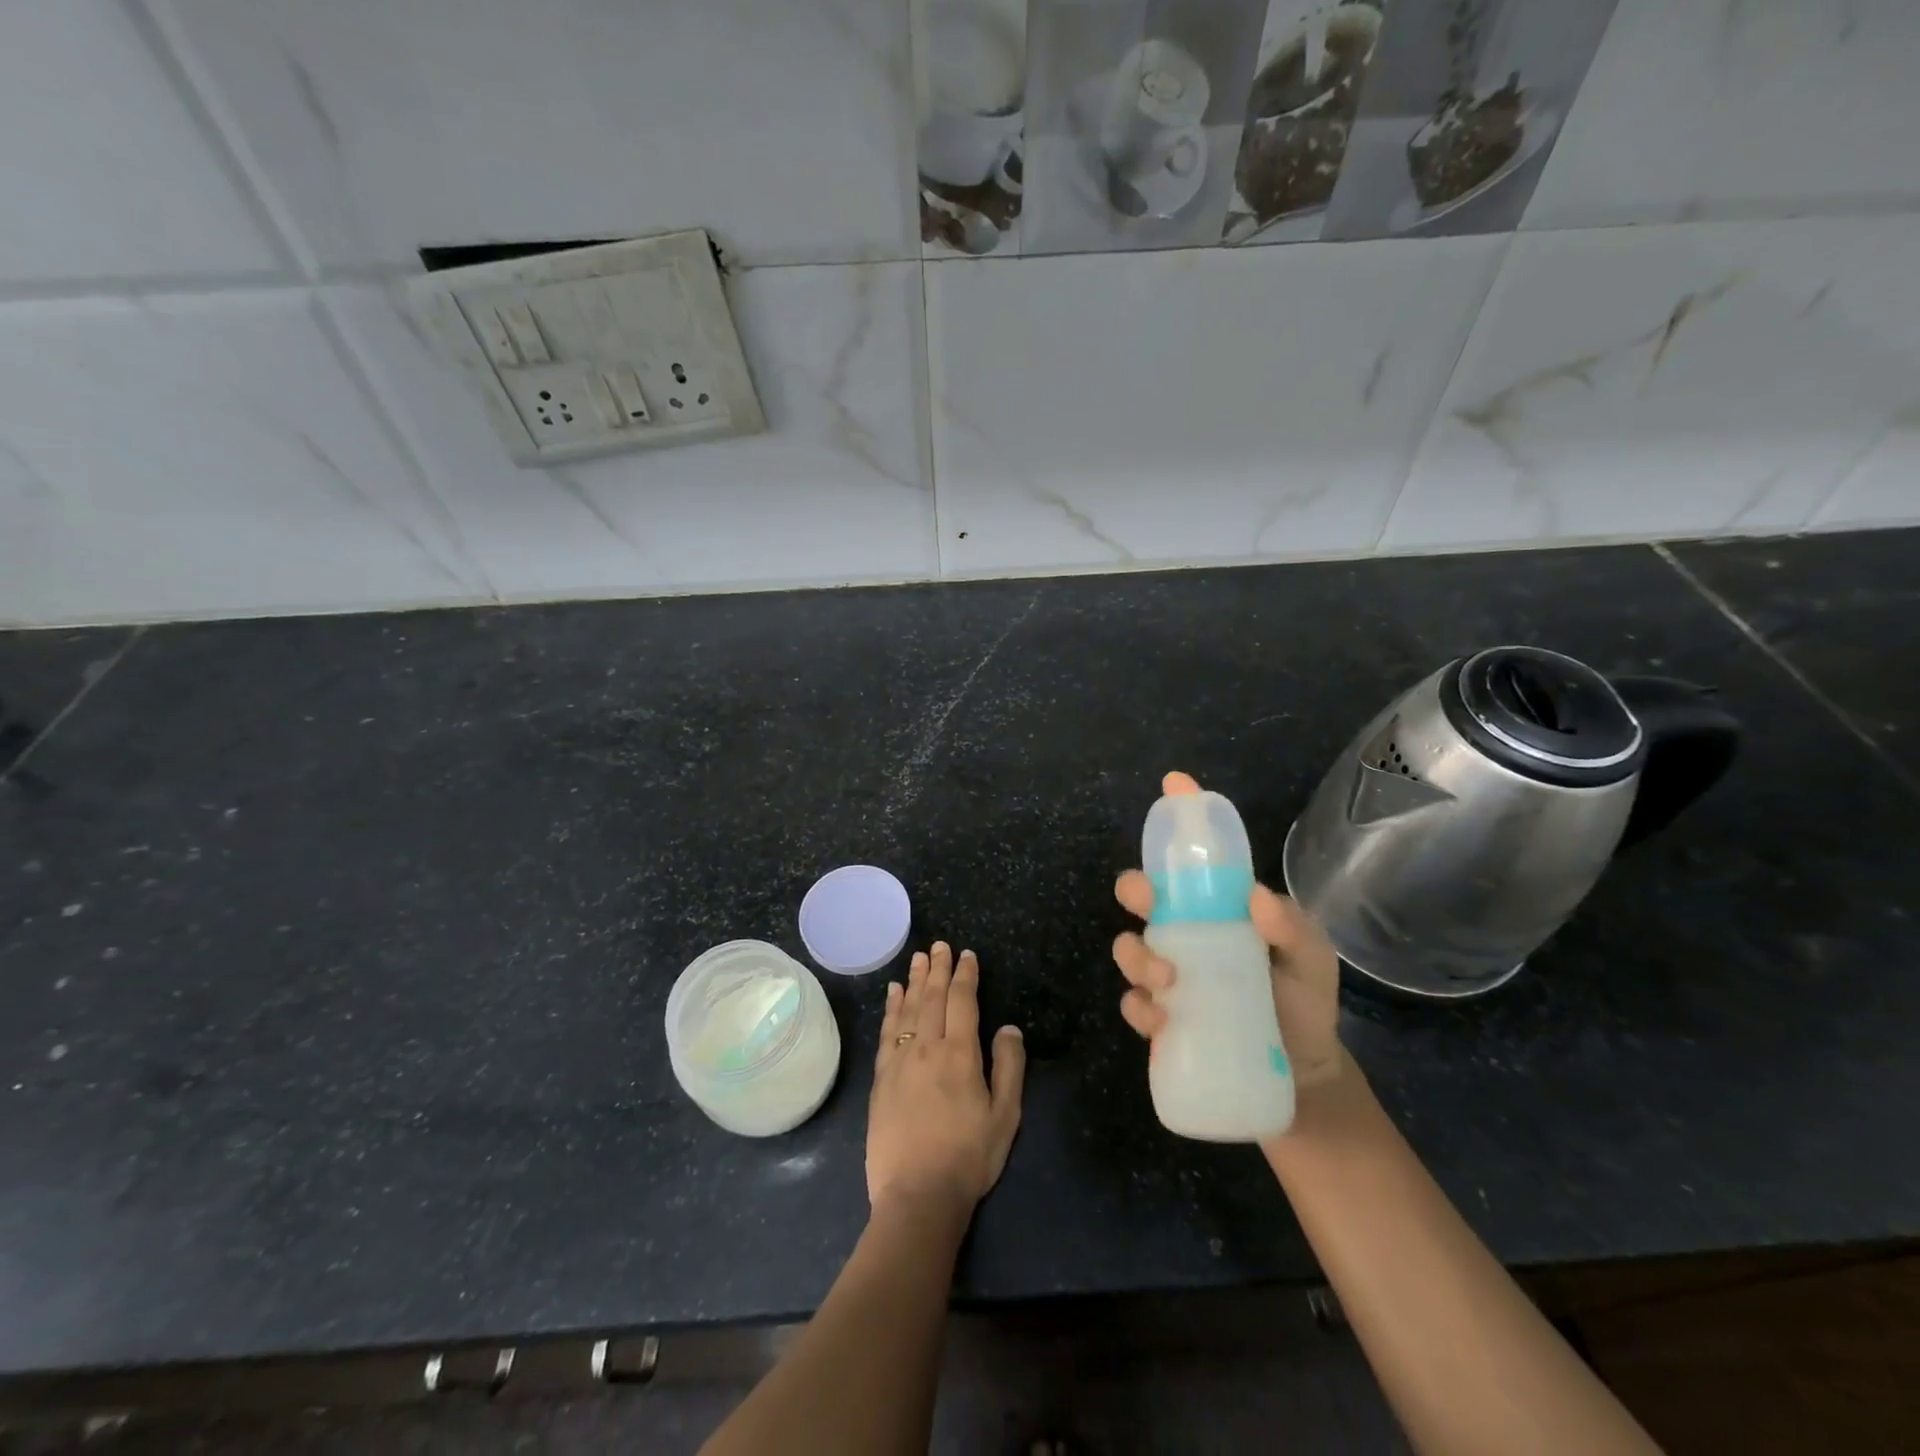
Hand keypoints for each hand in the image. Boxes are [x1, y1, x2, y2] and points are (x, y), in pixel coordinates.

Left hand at [867, 942, 1025, 1215]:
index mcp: (960, 1054)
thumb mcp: (1005, 1116)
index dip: (965, 975)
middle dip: (938, 968)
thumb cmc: (968, 1157)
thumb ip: (1009, 1066)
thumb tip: (1008, 1026)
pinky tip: (893, 993)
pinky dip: (891, 1008)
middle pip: (932, 997)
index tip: (967, 955)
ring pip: (908, 1008)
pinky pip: (887, 1031)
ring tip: (919, 958)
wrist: (917, 1195)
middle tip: (940, 945)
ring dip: (914, 980)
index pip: (962, 1001)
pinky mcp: (881, 1078)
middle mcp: (926, 1047)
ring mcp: (899, 1061)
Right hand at [1112, 771, 1350, 1124]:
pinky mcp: (1158, 1017)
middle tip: (1148, 901)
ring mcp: (1167, 974)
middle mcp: (1184, 933)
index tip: (1174, 784)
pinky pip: (1133, 1003)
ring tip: (1168, 980)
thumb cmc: (1303, 1003)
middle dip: (1135, 888)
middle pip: (1141, 895)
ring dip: (1136, 956)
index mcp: (1217, 909)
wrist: (1299, 1074)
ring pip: (1127, 948)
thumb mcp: (1312, 960)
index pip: (1194, 859)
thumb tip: (1255, 897)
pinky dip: (1140, 1006)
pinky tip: (1164, 1021)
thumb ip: (1294, 928)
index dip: (1182, 818)